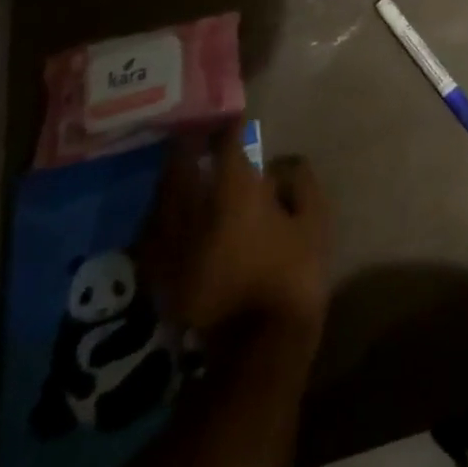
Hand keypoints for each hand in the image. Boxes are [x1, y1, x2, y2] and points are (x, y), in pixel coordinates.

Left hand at [143, 123, 332, 343]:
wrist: (257, 351)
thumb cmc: (292, 275)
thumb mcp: (314, 220)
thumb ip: (298, 182)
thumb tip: (281, 164)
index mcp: (233, 191)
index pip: (225, 142)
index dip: (229, 125)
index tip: (234, 115)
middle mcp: (193, 209)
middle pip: (180, 163)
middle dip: (187, 143)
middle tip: (197, 131)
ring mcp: (171, 244)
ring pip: (160, 197)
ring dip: (171, 177)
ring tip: (181, 168)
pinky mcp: (161, 276)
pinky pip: (152, 234)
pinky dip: (159, 217)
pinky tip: (167, 216)